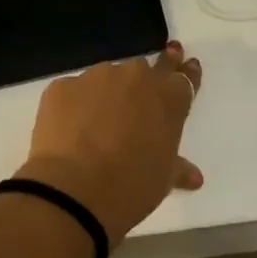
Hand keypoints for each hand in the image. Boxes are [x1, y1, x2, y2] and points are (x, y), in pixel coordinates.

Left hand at [16, 42, 203, 242]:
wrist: (73, 192)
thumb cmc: (132, 186)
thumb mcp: (163, 180)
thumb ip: (178, 168)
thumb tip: (194, 177)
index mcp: (169, 98)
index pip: (183, 77)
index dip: (185, 72)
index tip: (184, 65)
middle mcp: (136, 77)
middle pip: (145, 69)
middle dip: (147, 77)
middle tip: (144, 86)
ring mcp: (97, 77)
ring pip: (107, 78)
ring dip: (108, 93)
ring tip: (98, 122)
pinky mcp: (62, 86)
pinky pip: (74, 91)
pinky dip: (75, 105)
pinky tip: (70, 129)